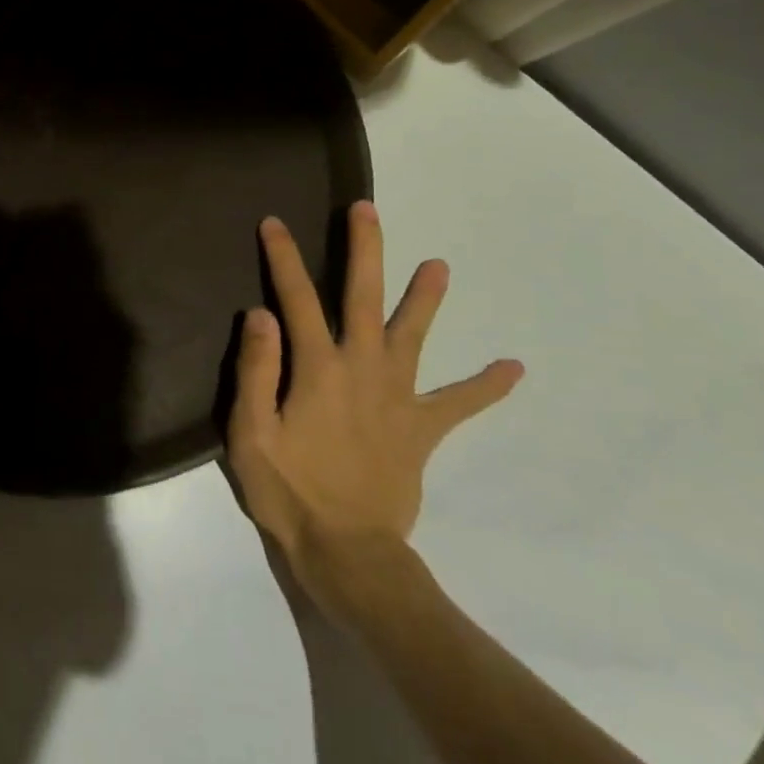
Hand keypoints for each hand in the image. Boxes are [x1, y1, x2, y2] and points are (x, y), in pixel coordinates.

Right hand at [227, 203, 521, 569]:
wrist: (348, 554)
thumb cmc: (289, 491)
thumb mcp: (251, 435)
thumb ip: (258, 372)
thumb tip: (262, 314)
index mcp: (318, 369)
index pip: (297, 299)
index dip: (285, 258)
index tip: (274, 222)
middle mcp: (363, 370)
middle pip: (364, 298)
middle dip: (365, 250)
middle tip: (367, 209)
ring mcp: (398, 398)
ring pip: (413, 337)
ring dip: (426, 300)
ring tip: (441, 266)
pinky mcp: (421, 429)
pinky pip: (457, 405)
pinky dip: (484, 388)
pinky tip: (512, 368)